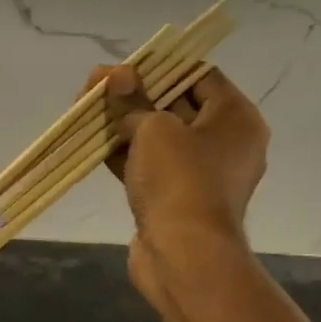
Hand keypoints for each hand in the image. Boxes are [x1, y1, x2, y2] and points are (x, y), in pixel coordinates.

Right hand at [82, 63, 268, 303]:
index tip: (123, 68)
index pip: (198, 75)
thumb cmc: (179, 180)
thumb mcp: (154, 128)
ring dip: (122, 125)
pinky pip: (147, 167)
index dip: (159, 67)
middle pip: (175, 106)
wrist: (183, 255)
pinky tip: (92, 144)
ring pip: (156, 139)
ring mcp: (198, 175)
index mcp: (235, 118)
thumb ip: (131, 100)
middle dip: (133, 95)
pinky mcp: (174, 200)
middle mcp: (224, 143)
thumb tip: (114, 77)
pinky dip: (123, 155)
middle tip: (94, 87)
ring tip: (85, 111)